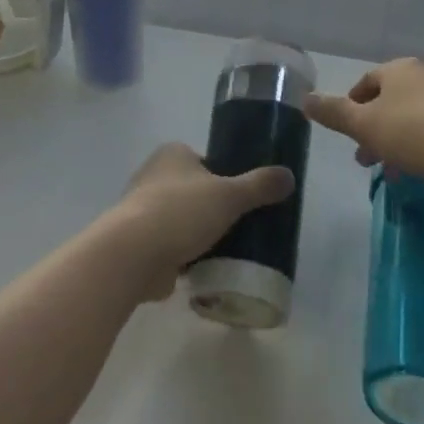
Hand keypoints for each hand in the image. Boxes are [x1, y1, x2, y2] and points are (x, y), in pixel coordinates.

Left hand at [111, 144, 294, 300]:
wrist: (133, 255)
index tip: (244, 199)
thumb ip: (259, 186)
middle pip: (194, 190)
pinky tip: (205, 269)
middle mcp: (154, 175)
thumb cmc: (180, 212)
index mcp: (173, 153)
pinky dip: (185, 255)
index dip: (226, 177)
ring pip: (182, 219)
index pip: (206, 161)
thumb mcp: (229, 195)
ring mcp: (143, 209)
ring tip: (228, 251)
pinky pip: (170, 245)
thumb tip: (289, 176)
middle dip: (213, 208)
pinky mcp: (139, 242)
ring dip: (198, 234)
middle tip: (241, 227)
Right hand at [303, 58, 423, 189]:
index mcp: (399, 68)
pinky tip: (414, 171)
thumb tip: (304, 99)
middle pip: (388, 100)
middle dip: (372, 129)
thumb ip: (333, 112)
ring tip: (388, 172)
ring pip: (409, 117)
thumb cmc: (413, 133)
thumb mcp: (364, 125)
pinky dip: (417, 146)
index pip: (366, 82)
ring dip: (393, 141)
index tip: (346, 132)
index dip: (351, 106)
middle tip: (363, 159)